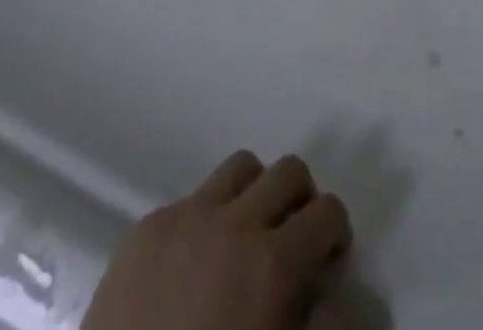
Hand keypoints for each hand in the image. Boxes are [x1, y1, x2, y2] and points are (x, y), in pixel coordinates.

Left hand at [83, 152, 352, 329]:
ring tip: (247, 235)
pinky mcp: (145, 229)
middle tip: (294, 238)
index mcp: (272, 264)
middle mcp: (233, 223)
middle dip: (301, 199)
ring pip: (240, 168)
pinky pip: (191, 198)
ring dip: (255, 194)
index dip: (335, 231)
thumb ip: (322, 329)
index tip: (329, 258)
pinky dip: (206, 219)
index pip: (326, 211)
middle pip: (288, 171)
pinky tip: (194, 264)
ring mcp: (185, 217)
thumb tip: (337, 295)